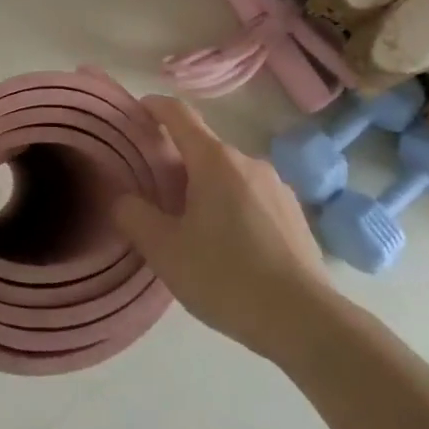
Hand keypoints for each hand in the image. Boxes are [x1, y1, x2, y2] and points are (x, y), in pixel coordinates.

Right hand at [114, 95, 332, 358]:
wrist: (306, 322)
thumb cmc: (226, 277)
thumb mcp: (165, 251)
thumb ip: (134, 216)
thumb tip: (121, 198)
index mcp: (214, 160)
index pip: (179, 114)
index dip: (155, 106)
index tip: (138, 110)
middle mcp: (247, 161)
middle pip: (204, 148)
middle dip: (178, 162)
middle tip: (157, 194)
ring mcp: (277, 187)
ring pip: (229, 175)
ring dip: (207, 188)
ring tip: (194, 226)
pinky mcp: (296, 215)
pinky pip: (253, 198)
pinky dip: (234, 207)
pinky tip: (231, 247)